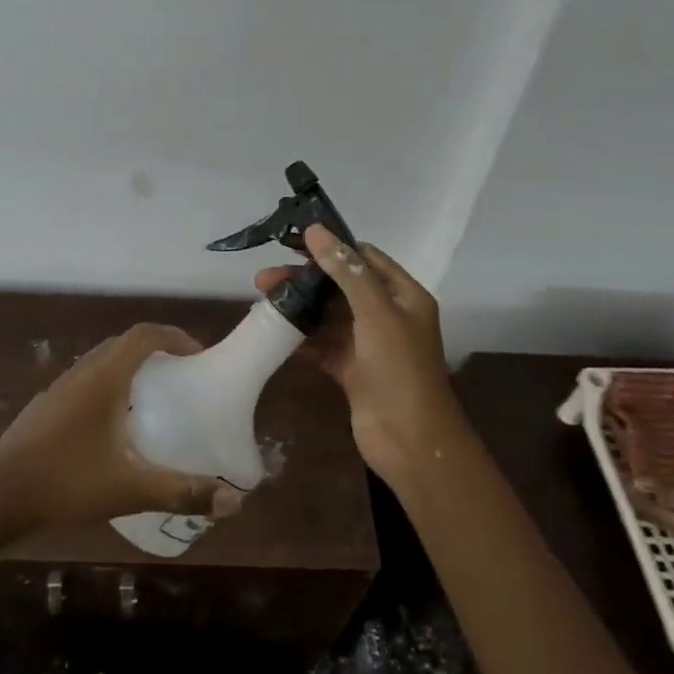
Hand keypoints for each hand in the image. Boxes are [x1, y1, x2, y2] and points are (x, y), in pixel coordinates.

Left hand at [0, 323, 240, 535]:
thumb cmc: (67, 481)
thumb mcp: (130, 488)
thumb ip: (182, 491)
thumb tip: (235, 501)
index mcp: (104, 377)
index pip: (144, 335)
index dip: (175, 336)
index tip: (198, 355)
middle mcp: (82, 372)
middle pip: (124, 344)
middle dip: (156, 351)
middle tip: (182, 377)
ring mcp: (59, 388)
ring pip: (102, 362)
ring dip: (130, 368)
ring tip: (153, 400)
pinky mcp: (46, 407)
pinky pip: (86, 381)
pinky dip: (109, 387)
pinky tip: (113, 427)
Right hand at [255, 224, 461, 482]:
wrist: (410, 442)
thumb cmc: (399, 369)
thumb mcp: (376, 312)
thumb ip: (346, 270)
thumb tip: (316, 231)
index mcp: (404, 295)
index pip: (364, 258)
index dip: (331, 247)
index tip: (292, 243)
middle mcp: (388, 315)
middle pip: (341, 286)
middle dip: (305, 279)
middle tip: (264, 279)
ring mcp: (369, 344)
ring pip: (329, 315)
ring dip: (299, 307)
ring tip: (262, 302)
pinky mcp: (353, 370)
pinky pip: (323, 345)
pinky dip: (302, 338)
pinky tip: (274, 333)